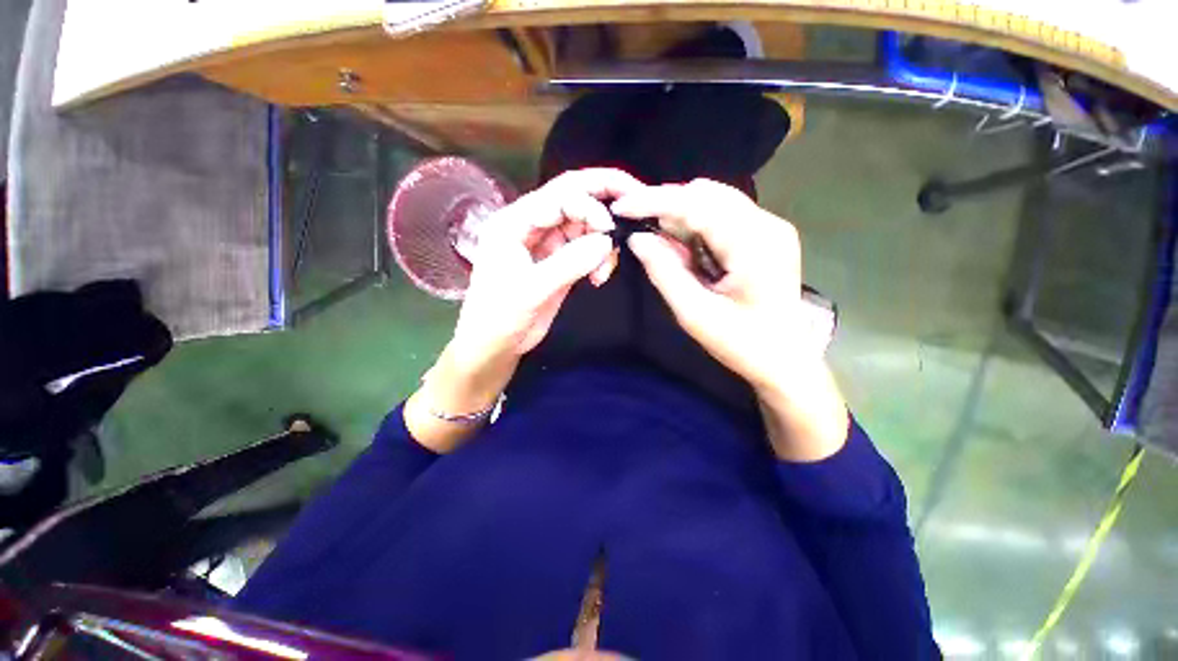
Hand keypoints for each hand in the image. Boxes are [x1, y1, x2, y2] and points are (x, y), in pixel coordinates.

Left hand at [450, 168, 641, 369]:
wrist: (496, 345)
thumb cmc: (500, 316)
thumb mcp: (532, 289)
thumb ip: (569, 263)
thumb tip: (607, 241)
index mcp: (514, 222)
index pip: (558, 195)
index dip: (589, 203)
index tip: (610, 229)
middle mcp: (532, 225)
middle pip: (573, 200)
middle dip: (603, 207)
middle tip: (632, 214)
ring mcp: (547, 244)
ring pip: (584, 225)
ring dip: (602, 241)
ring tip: (604, 269)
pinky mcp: (560, 261)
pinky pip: (586, 248)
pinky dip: (599, 258)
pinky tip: (599, 277)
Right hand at [612, 179, 847, 460]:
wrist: (785, 360)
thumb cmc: (741, 344)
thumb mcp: (694, 313)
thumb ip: (664, 272)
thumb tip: (637, 238)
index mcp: (754, 245)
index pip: (697, 205)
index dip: (655, 201)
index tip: (621, 207)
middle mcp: (767, 224)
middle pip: (707, 194)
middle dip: (666, 204)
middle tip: (638, 226)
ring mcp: (770, 226)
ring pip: (714, 199)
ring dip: (680, 214)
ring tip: (660, 240)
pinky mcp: (766, 234)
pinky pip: (723, 214)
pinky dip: (696, 224)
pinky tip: (684, 246)